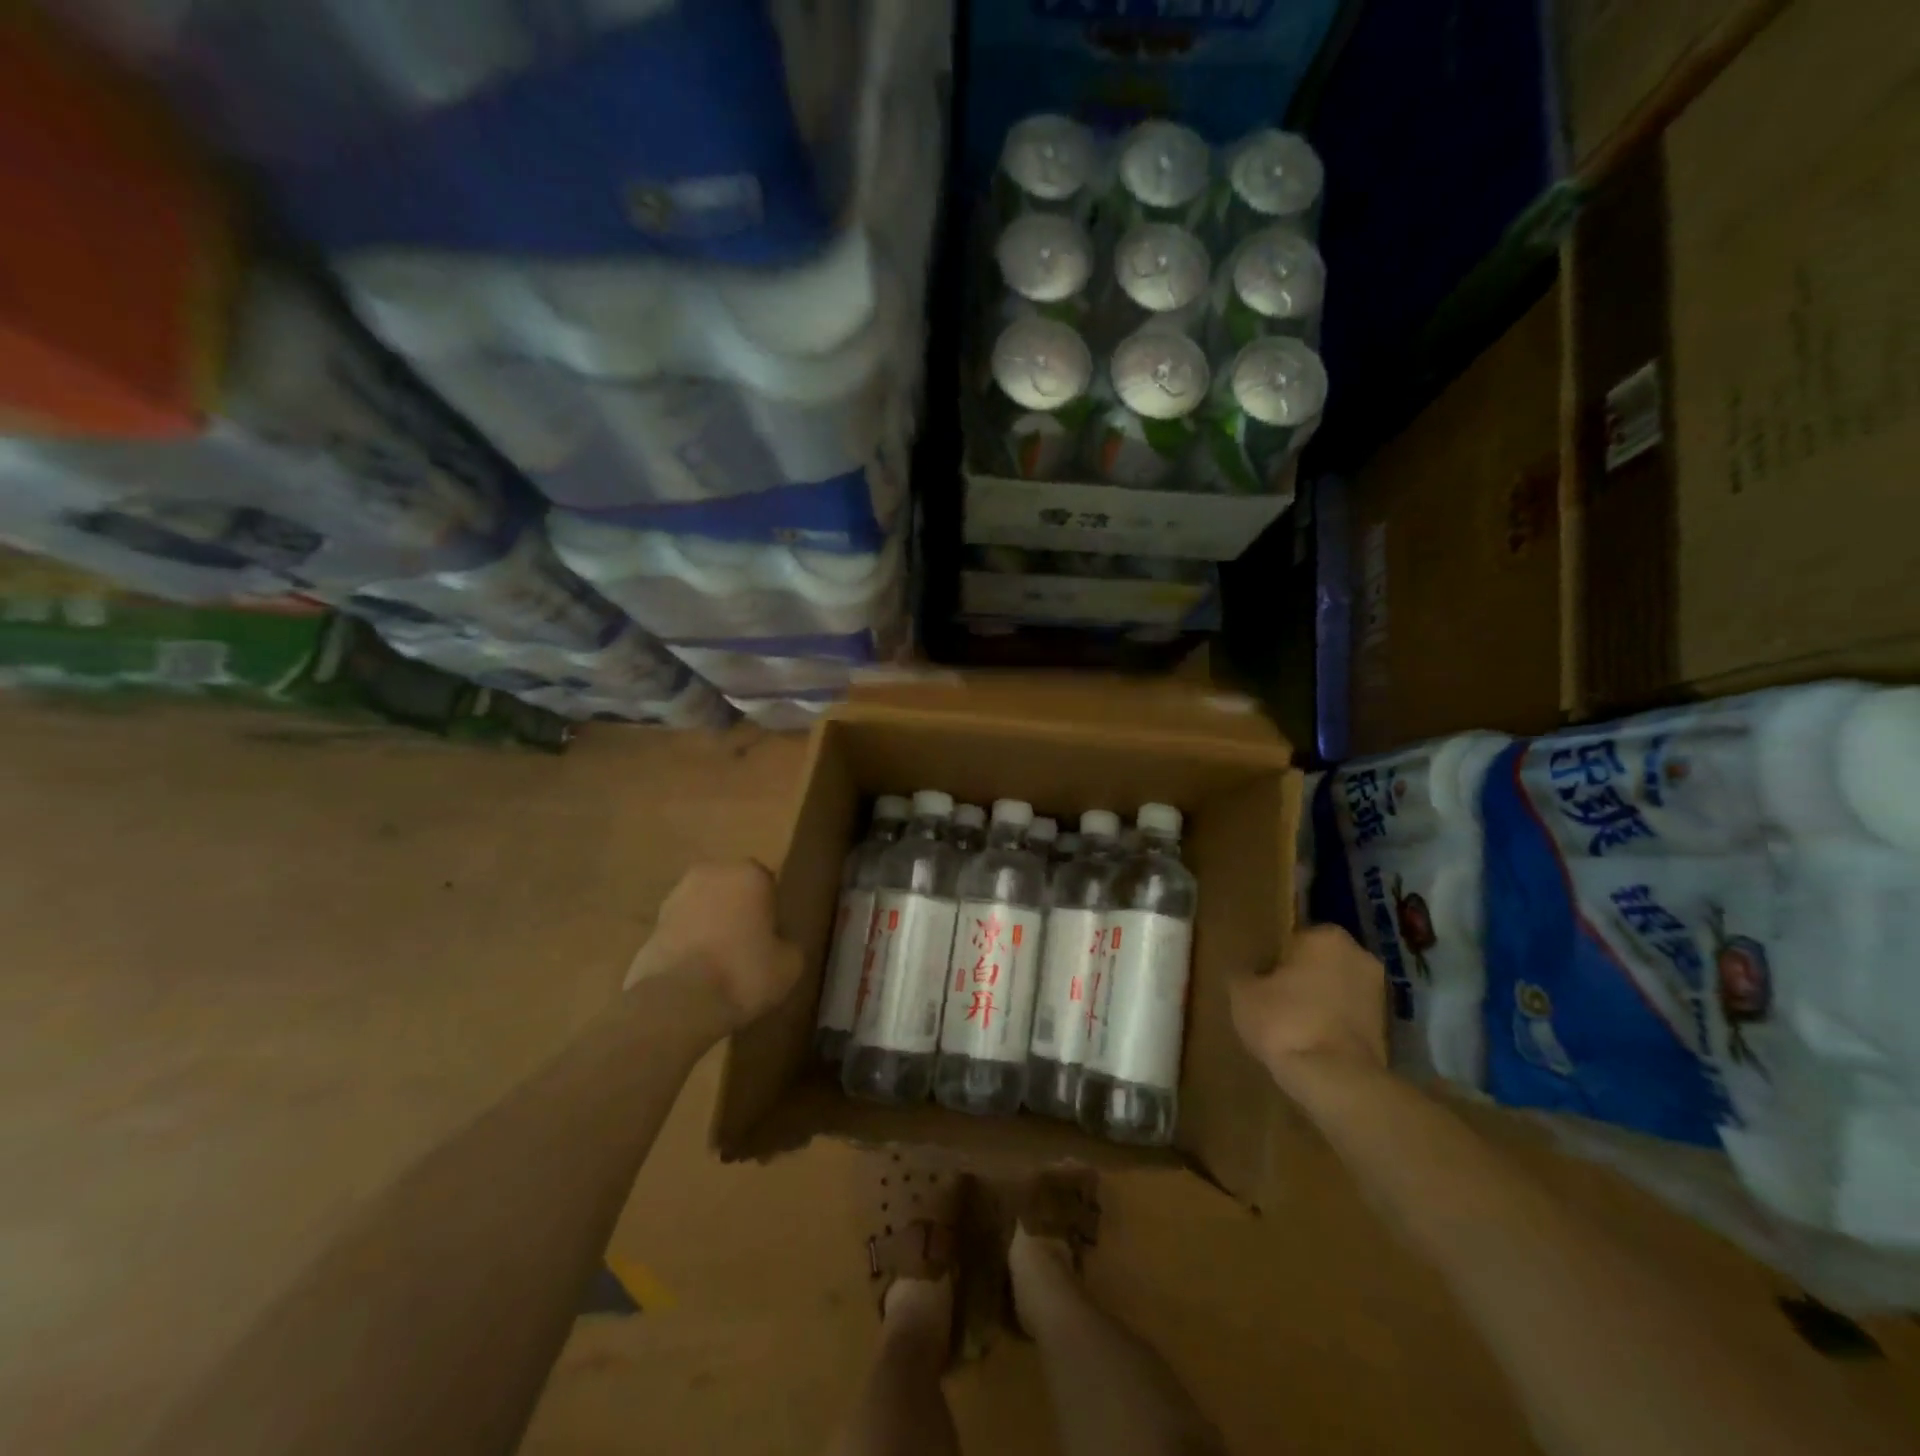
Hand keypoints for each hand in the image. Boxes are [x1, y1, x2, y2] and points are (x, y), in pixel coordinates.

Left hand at [625, 861, 802, 1027]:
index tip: (772, 938)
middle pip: (731, 890)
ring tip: (719, 964)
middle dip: (737, 912)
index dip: (771, 912)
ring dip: (710, 926)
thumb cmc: (743, 973)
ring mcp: (674, 898)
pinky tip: (696, 974)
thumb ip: (786, 944)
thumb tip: (777, 945)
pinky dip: (688, 945)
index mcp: (749, 873)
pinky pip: (681, 932)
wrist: (678, 1003)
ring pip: (703, 908)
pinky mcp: (650, 926)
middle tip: (747, 947)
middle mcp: (710, 873)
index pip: (767, 885)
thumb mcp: (790, 965)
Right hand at [1232, 925, 1388, 1092]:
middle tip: (1273, 1001)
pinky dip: (1333, 1024)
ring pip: (1336, 990)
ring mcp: (1379, 992)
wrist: (1336, 1079)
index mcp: (1326, 936)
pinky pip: (1349, 1016)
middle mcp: (1359, 955)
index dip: (1273, 960)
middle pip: (1319, 963)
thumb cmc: (1285, 1021)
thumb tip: (1244, 973)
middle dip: (1301, 978)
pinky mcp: (1388, 1028)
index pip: (1292, 939)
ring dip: (1319, 1002)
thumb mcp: (1243, 993)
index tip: (1260, 981)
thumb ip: (1243, 974)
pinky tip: (1311, 1041)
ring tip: (1291, 1025)